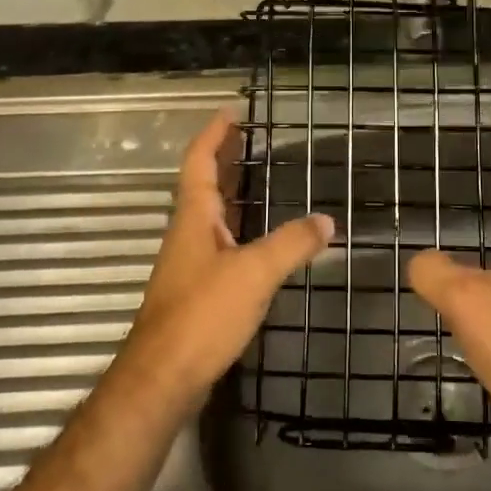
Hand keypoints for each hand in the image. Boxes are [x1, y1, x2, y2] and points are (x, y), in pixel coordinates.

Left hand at [113, 106, 331, 411]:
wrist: (163, 378)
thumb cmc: (203, 314)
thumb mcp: (254, 273)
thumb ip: (291, 244)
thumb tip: (326, 221)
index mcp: (194, 217)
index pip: (199, 161)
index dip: (214, 134)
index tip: (232, 112)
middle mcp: (188, 233)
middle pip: (204, 184)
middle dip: (225, 158)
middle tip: (251, 137)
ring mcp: (191, 262)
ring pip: (212, 215)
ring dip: (232, 191)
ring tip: (259, 176)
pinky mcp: (198, 290)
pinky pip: (221, 242)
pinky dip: (240, 227)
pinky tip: (260, 238)